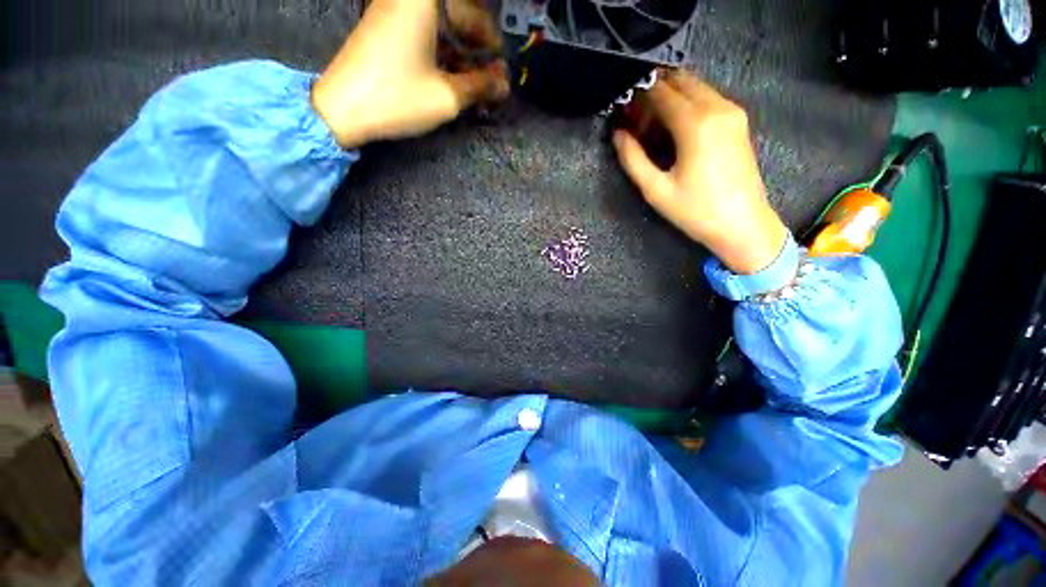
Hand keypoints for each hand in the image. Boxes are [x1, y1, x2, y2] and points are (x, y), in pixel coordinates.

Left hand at [312, 0, 509, 148]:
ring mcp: (394, 10)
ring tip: (472, 82)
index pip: (473, 11)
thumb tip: (504, 83)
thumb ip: (480, 86)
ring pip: (440, 24)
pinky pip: (423, 31)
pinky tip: (450, 75)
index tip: (500, 64)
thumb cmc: (398, 98)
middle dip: (476, 45)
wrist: (343, 108)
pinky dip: (441, 51)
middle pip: (456, 13)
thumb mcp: (447, 96)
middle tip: (489, 76)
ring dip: (460, 51)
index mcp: (425, 2)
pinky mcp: (385, 27)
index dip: (490, 37)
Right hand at [612, 71, 788, 274]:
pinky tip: (674, 129)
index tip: (623, 110)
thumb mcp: (656, 190)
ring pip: (695, 86)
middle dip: (654, 92)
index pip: (661, 92)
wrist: (743, 224)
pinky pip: (707, 98)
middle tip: (637, 118)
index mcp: (696, 123)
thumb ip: (633, 159)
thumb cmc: (696, 211)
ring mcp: (732, 111)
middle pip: (680, 80)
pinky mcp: (738, 120)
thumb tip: (618, 134)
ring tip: (652, 126)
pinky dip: (687, 103)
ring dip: (671, 96)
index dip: (638, 97)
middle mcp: (717, 107)